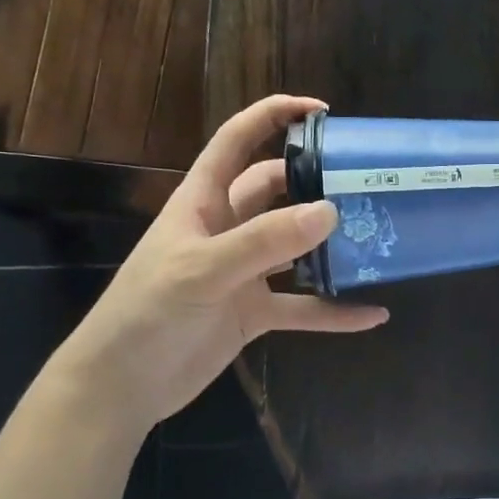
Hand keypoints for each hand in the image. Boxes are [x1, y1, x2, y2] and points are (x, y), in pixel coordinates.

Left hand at [54, 95, 387, 426]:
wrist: (121, 387)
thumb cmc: (147, 313)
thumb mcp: (202, 269)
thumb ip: (263, 241)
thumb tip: (329, 211)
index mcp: (203, 202)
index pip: (237, 141)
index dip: (273, 116)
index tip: (322, 112)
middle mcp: (226, 229)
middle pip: (276, 191)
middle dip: (314, 181)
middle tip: (364, 181)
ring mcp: (242, 273)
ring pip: (295, 248)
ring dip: (330, 245)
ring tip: (377, 238)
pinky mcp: (253, 313)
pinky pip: (302, 307)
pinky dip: (334, 311)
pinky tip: (372, 314)